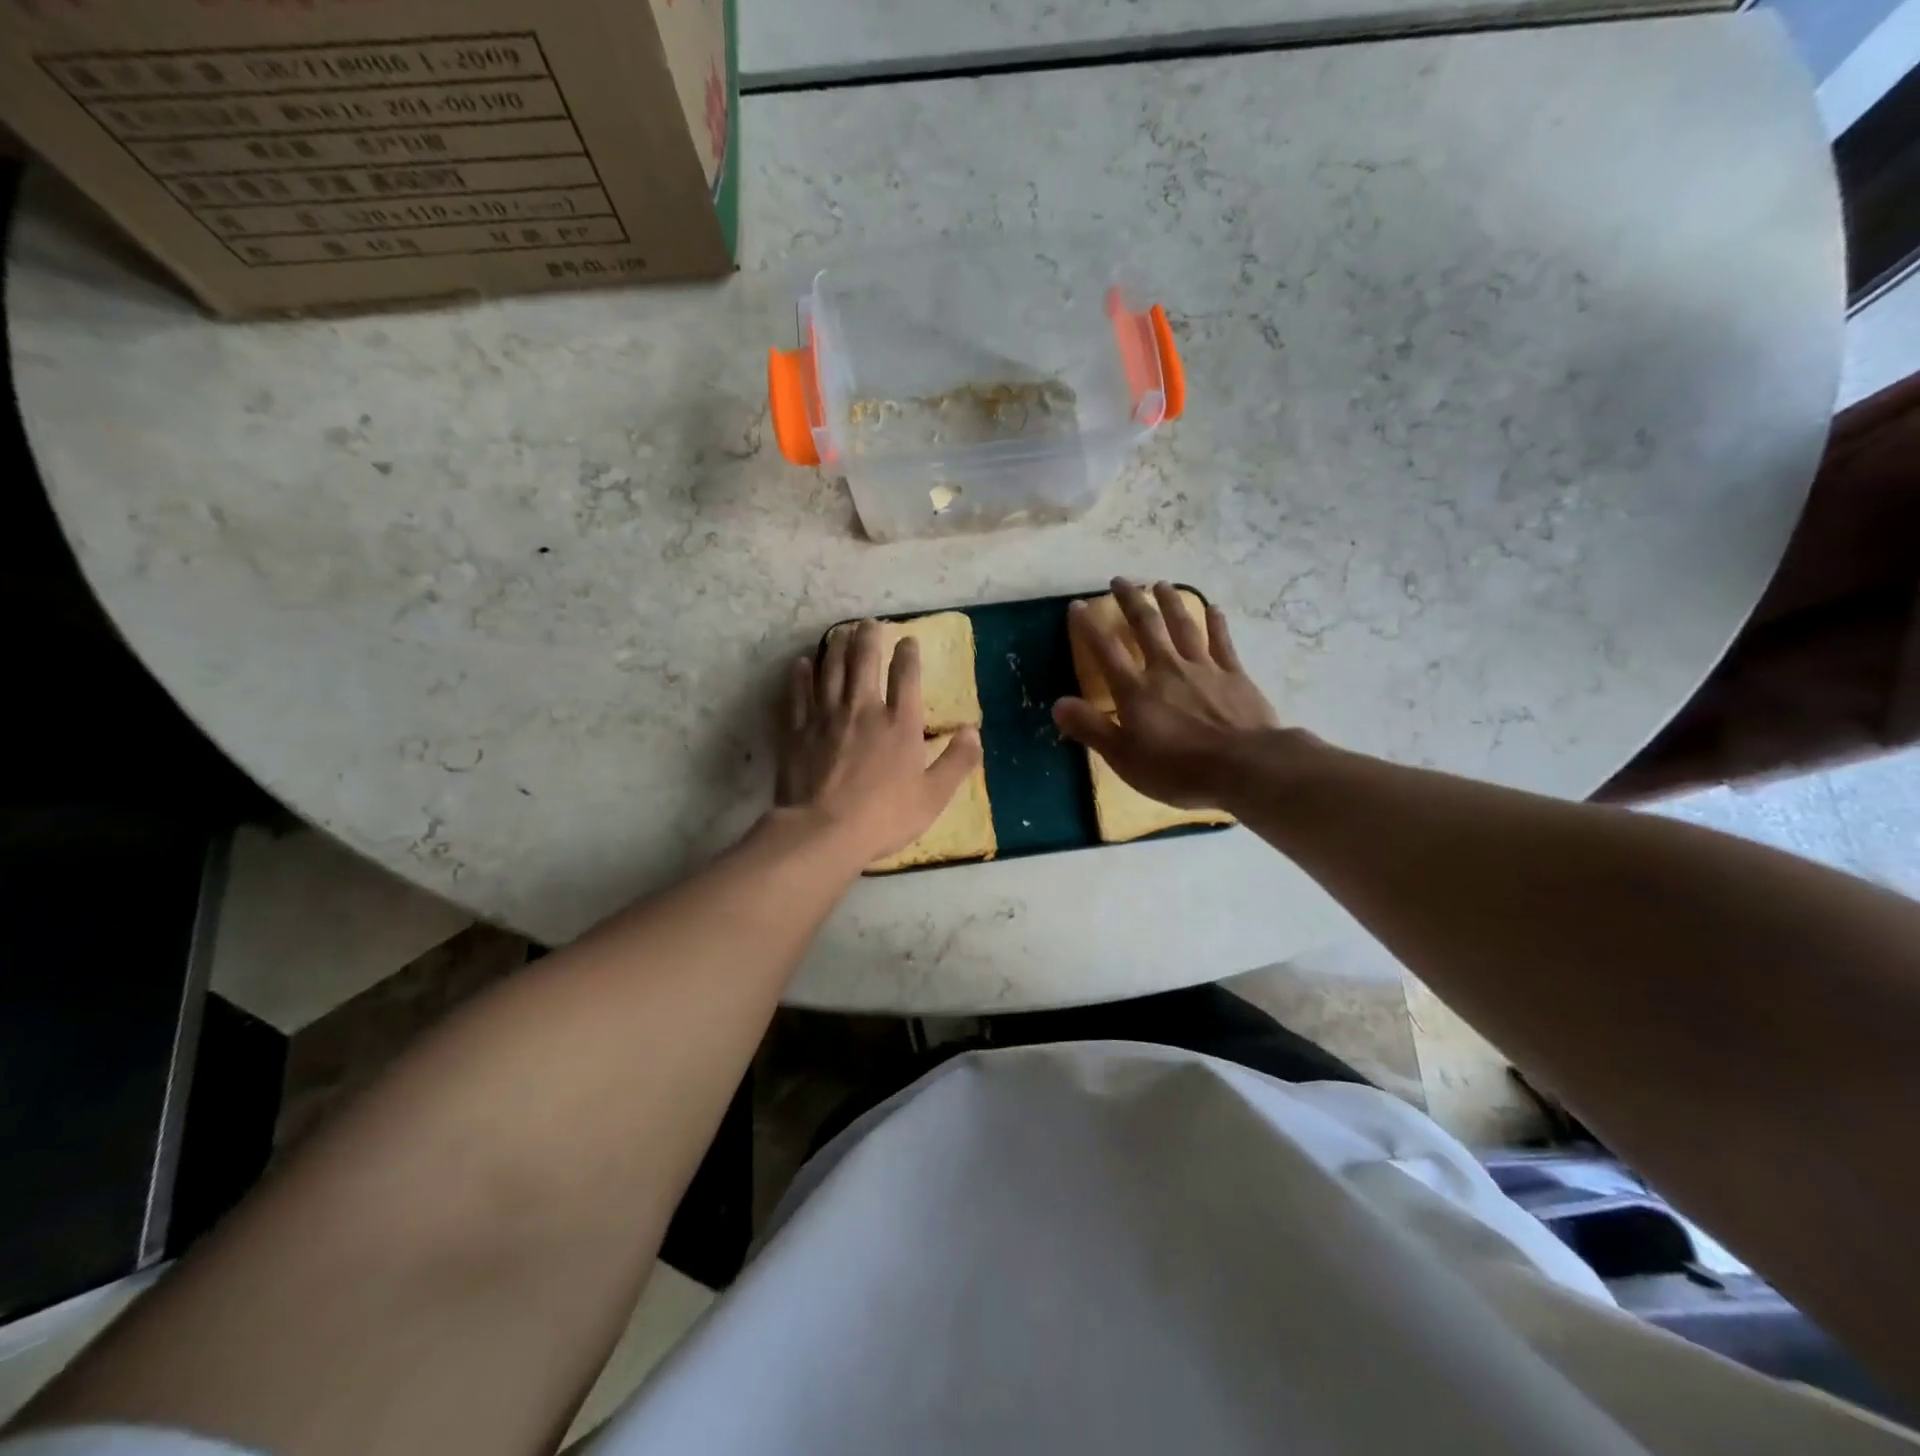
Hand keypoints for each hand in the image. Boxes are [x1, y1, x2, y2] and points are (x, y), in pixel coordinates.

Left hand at [776, 620, 982, 866]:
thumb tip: (975, 732)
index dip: (908, 654)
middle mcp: (863, 709)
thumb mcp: (933, 796)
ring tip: (839, 632)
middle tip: (868, 623)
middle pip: (864, 662)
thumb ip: (957, 762)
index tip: (908, 640)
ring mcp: (826, 717)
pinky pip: (798, 694)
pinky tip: (802, 663)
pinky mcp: (797, 731)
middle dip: (868, 638)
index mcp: (899, 724)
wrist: (823, 831)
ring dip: (836, 647)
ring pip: (831, 670)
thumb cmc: (884, 817)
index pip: (906, 677)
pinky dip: (800, 676)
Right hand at [1053, 579, 1288, 808]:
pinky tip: (1213, 609)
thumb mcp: (1124, 757)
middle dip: (1131, 601)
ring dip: (1170, 602)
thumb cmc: (1178, 769)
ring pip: (1183, 626)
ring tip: (1161, 583)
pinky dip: (1216, 624)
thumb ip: (1091, 728)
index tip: (1077, 605)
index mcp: (1136, 690)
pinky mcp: (1234, 675)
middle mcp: (1166, 669)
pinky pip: (1222, 642)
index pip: (1105, 651)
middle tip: (1120, 580)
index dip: (1088, 627)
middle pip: (1146, 626)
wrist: (1244, 766)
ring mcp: (1203, 668)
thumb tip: (1057, 704)